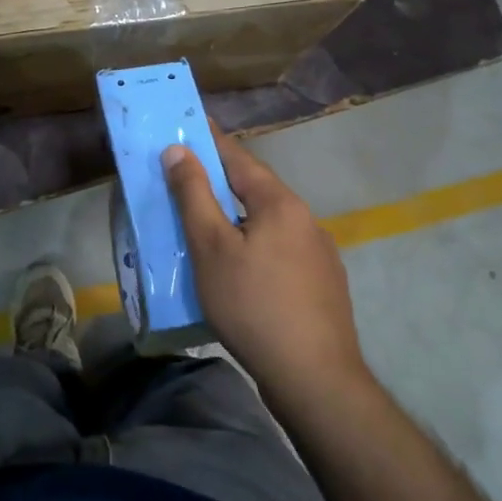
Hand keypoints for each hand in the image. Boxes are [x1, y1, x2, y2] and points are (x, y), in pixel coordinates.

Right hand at [163, 130, 371, 406]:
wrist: (314, 377)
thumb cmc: (253, 305)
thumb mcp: (211, 248)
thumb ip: (193, 195)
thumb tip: (178, 149)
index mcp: (279, 202)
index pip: (238, 158)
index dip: (210, 140)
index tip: (189, 123)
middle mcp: (305, 218)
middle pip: (256, 189)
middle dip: (222, 181)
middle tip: (188, 179)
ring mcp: (320, 252)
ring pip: (269, 222)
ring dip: (239, 218)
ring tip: (209, 228)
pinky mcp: (323, 283)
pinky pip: (281, 250)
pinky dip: (256, 246)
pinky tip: (242, 271)